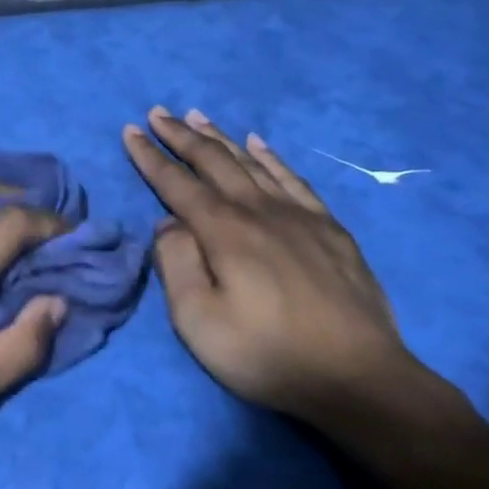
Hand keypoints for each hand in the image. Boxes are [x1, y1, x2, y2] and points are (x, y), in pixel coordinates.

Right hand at [123, 106, 421, 423]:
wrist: (358, 377)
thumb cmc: (267, 353)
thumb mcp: (199, 321)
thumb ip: (176, 264)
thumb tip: (167, 222)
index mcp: (223, 231)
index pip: (177, 183)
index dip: (151, 156)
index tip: (131, 130)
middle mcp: (258, 210)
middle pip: (213, 161)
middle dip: (181, 135)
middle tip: (158, 112)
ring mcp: (298, 215)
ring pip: (249, 163)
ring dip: (219, 137)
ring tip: (197, 115)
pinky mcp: (328, 227)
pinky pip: (292, 178)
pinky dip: (270, 157)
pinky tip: (257, 144)